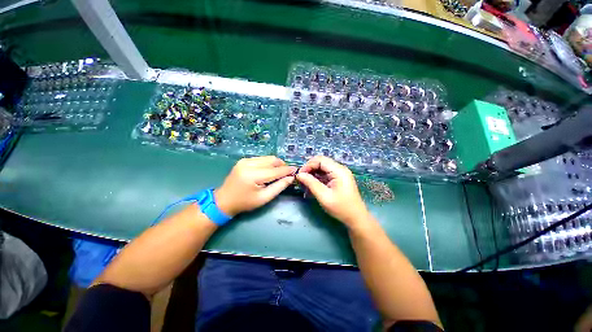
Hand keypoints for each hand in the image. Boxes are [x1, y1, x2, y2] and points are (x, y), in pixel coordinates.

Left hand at [214, 156, 296, 216]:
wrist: (224, 200)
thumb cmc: (245, 202)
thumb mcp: (264, 198)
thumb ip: (279, 186)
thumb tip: (291, 178)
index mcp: (253, 176)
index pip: (275, 170)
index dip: (287, 170)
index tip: (296, 170)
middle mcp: (248, 164)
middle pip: (272, 160)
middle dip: (282, 165)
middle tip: (287, 173)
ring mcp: (245, 160)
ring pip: (267, 158)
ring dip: (276, 164)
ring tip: (279, 172)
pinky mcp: (244, 160)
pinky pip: (261, 159)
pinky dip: (268, 163)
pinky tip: (268, 171)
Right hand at [296, 156, 369, 226]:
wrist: (356, 218)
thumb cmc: (341, 208)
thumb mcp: (324, 196)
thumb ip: (311, 183)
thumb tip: (299, 174)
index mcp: (338, 170)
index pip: (320, 160)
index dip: (308, 165)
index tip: (299, 175)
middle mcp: (340, 169)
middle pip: (321, 162)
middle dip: (309, 169)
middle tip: (301, 179)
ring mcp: (339, 173)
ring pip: (322, 168)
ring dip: (312, 174)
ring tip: (304, 184)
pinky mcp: (338, 179)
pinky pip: (325, 174)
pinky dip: (317, 179)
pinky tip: (311, 187)